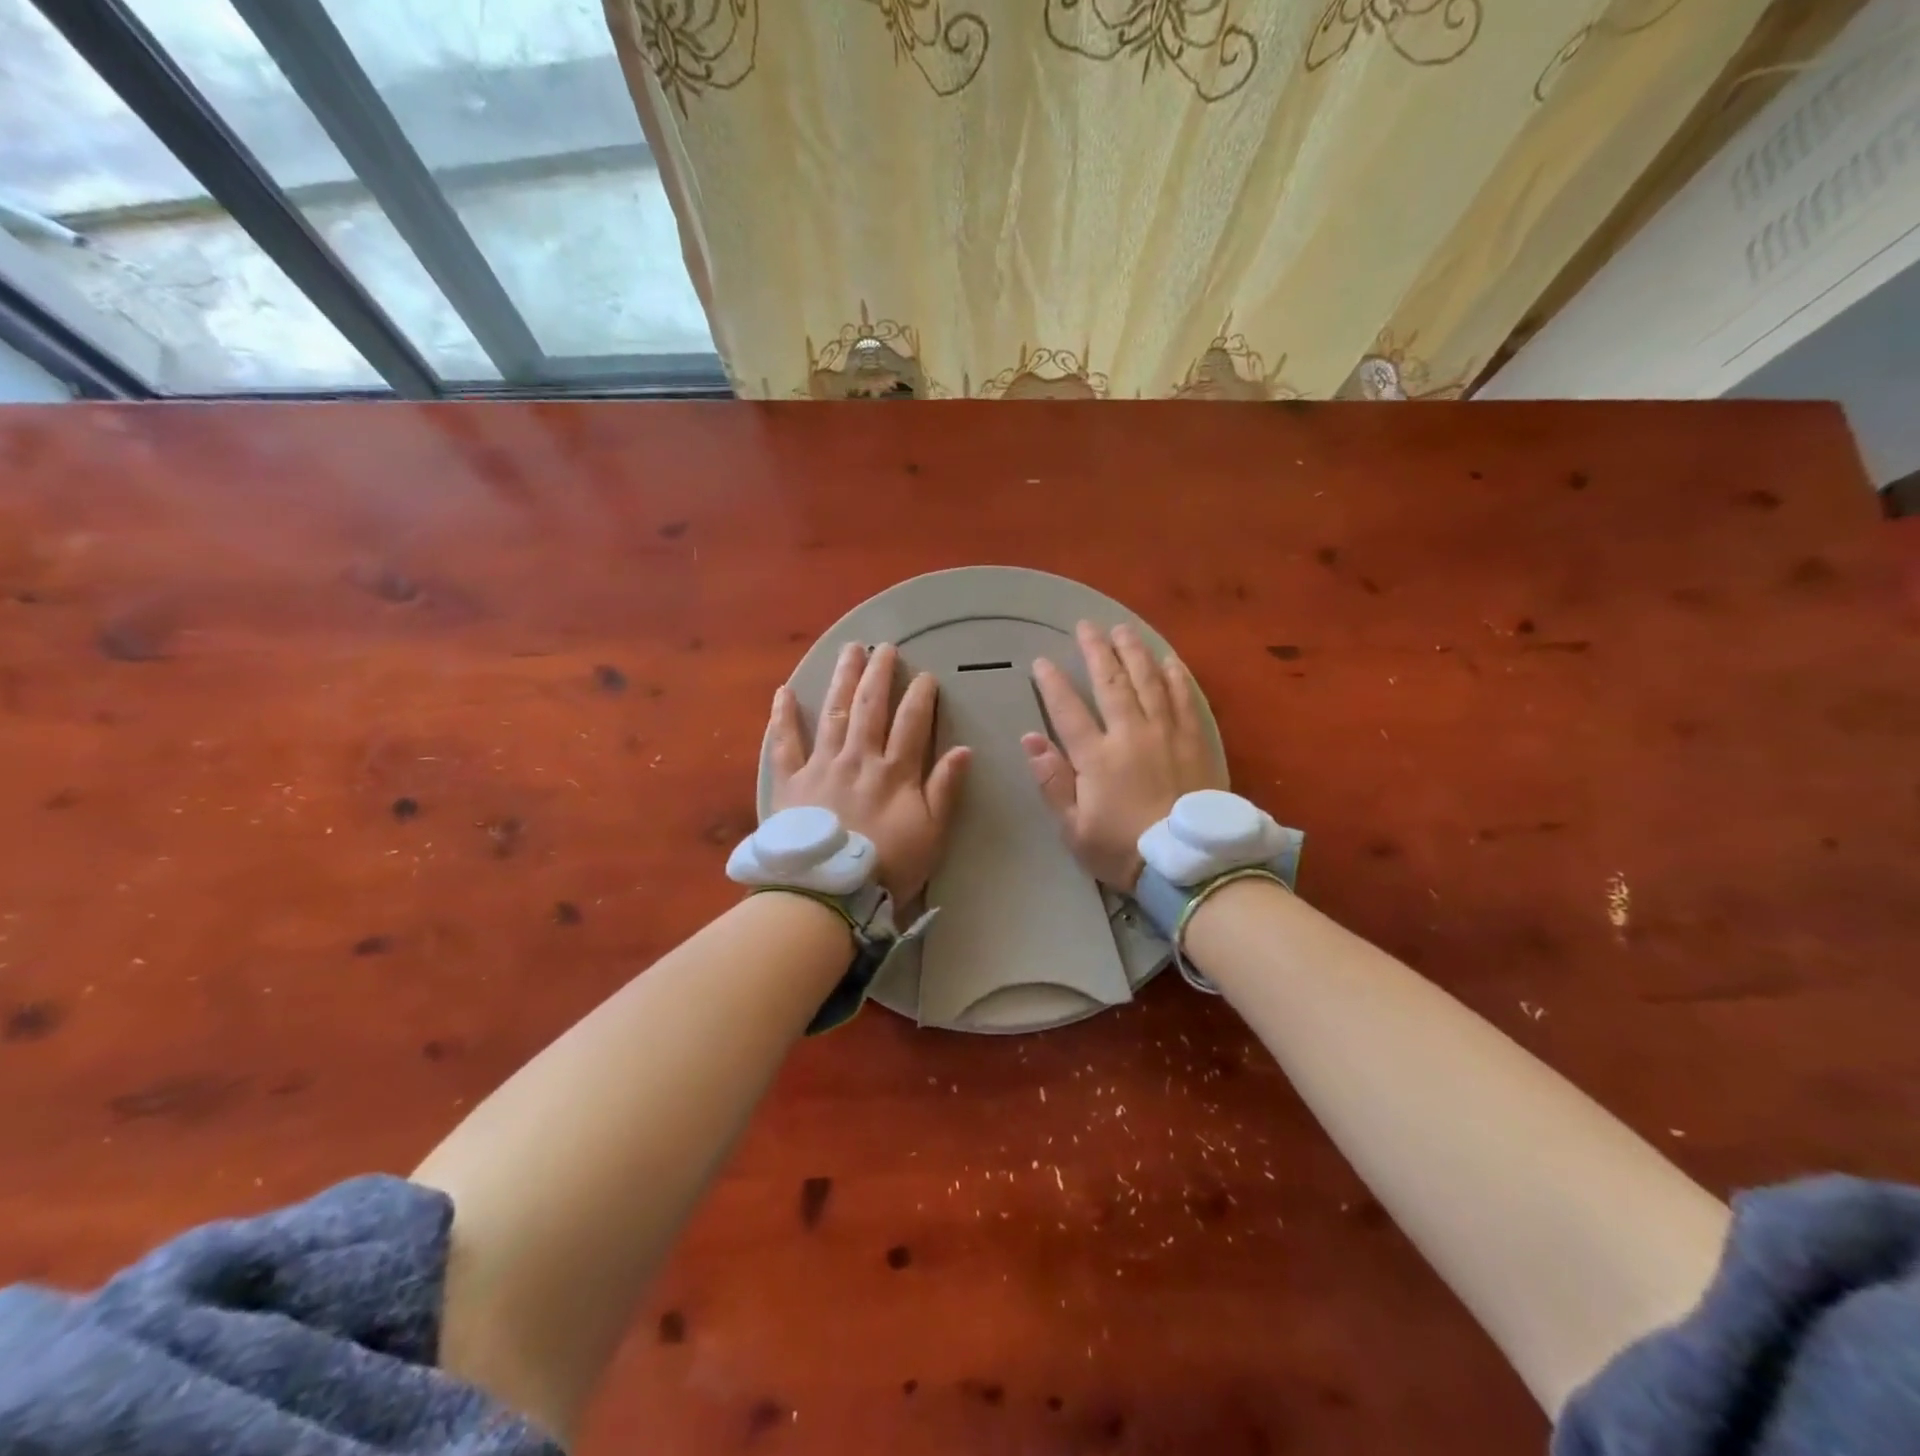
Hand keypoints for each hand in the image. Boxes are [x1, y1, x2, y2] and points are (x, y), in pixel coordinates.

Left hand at [767, 642, 969, 905]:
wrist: (828, 892)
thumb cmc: (886, 867)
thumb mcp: (931, 834)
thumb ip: (945, 790)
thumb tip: (962, 749)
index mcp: (894, 772)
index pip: (912, 723)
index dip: (920, 696)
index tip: (925, 675)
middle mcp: (859, 758)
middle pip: (870, 707)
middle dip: (879, 674)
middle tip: (884, 647)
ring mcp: (822, 766)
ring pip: (834, 713)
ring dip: (843, 679)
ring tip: (849, 651)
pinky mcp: (791, 781)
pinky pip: (786, 743)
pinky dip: (784, 717)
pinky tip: (785, 691)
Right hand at [1023, 621, 1225, 892]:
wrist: (1189, 864)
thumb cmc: (1123, 849)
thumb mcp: (1074, 827)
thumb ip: (1052, 780)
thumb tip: (1029, 738)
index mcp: (1097, 757)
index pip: (1068, 710)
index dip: (1052, 683)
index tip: (1041, 661)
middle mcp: (1131, 734)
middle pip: (1111, 683)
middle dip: (1096, 651)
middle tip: (1086, 626)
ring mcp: (1167, 734)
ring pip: (1148, 681)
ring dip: (1133, 652)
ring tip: (1122, 629)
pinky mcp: (1196, 740)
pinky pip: (1184, 698)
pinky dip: (1175, 676)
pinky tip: (1168, 659)